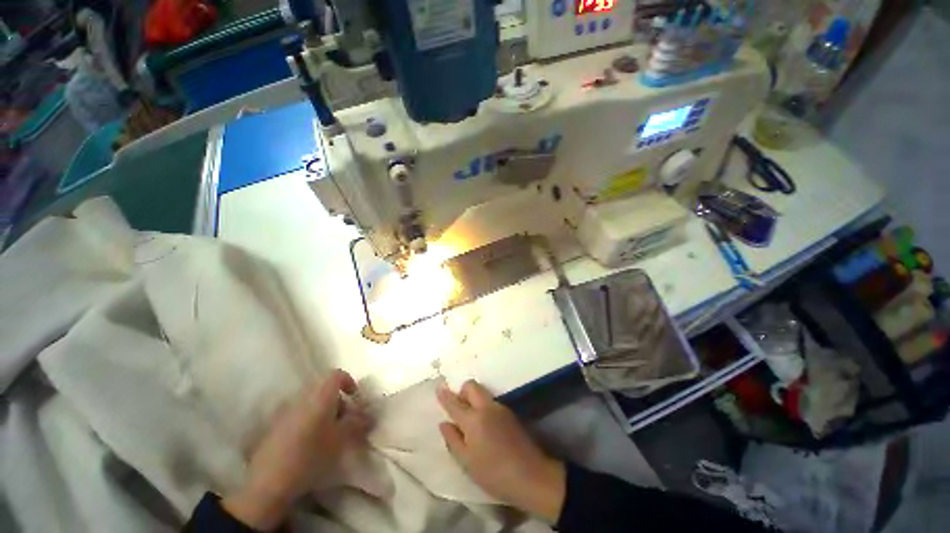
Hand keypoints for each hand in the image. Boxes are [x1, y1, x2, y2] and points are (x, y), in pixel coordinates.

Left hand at [223, 370, 369, 529]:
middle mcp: (302, 397)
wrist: (268, 482)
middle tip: (345, 420)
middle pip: (324, 389)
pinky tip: (311, 443)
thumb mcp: (341, 439)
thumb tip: (369, 415)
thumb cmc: (311, 455)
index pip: (336, 375)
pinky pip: (299, 414)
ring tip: (330, 433)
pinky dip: (310, 421)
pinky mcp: (276, 426)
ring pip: (311, 402)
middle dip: (338, 401)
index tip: (355, 399)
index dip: (349, 382)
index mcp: (320, 396)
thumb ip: (357, 423)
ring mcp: (286, 411)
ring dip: (324, 411)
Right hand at [437, 380, 565, 522]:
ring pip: (483, 392)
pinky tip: (486, 425)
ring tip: (472, 420)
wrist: (532, 475)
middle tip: (459, 408)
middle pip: (472, 386)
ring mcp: (500, 408)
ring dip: (474, 398)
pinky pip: (492, 401)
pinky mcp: (510, 413)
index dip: (445, 395)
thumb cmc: (494, 473)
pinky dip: (484, 406)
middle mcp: (487, 407)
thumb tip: (444, 423)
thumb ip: (453, 440)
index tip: (438, 387)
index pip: (455, 402)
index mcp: (473, 420)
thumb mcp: (467, 462)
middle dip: (462, 391)